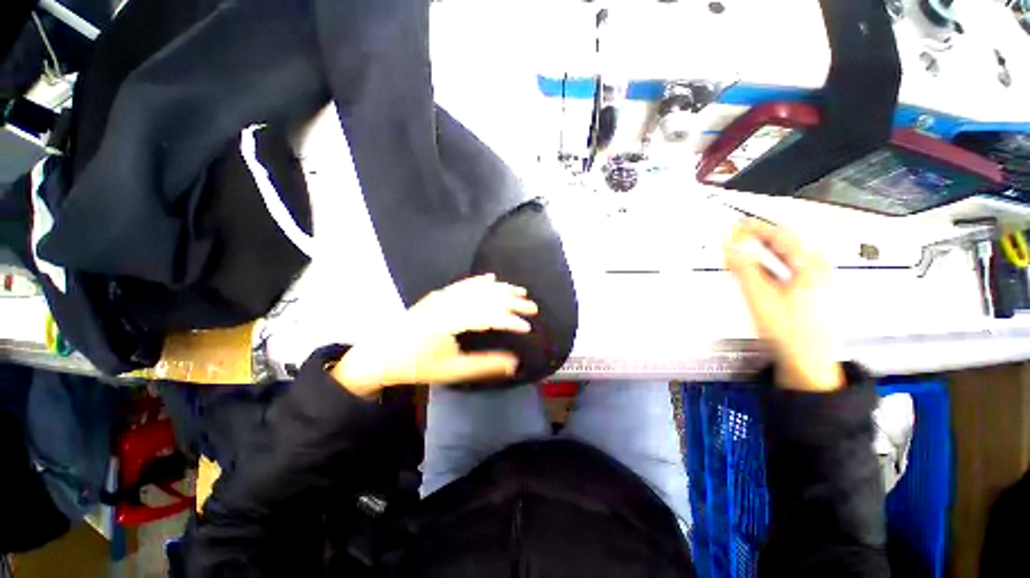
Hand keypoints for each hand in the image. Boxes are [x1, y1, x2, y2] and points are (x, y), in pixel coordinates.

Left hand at [331, 274, 537, 396]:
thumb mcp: (452, 370)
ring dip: (500, 289)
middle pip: (487, 298)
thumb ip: (485, 365)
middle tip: (532, 306)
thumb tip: (513, 363)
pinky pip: (463, 284)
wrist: (382, 354)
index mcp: (451, 322)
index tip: (527, 327)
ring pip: (477, 288)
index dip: (510, 321)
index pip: (489, 317)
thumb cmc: (417, 365)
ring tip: (519, 291)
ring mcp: (443, 296)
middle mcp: (448, 303)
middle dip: (512, 301)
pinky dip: (479, 280)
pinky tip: (491, 278)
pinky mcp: (438, 295)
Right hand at [725, 219, 844, 391]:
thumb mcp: (760, 296)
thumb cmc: (786, 327)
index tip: (734, 223)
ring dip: (761, 250)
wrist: (807, 359)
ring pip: (785, 255)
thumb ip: (743, 268)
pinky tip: (755, 267)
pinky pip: (786, 267)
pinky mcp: (809, 289)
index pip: (779, 235)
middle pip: (784, 243)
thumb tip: (729, 246)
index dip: (754, 227)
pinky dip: (768, 263)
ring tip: (740, 248)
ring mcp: (815, 278)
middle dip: (757, 237)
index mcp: (809, 264)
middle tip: (733, 235)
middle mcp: (816, 266)